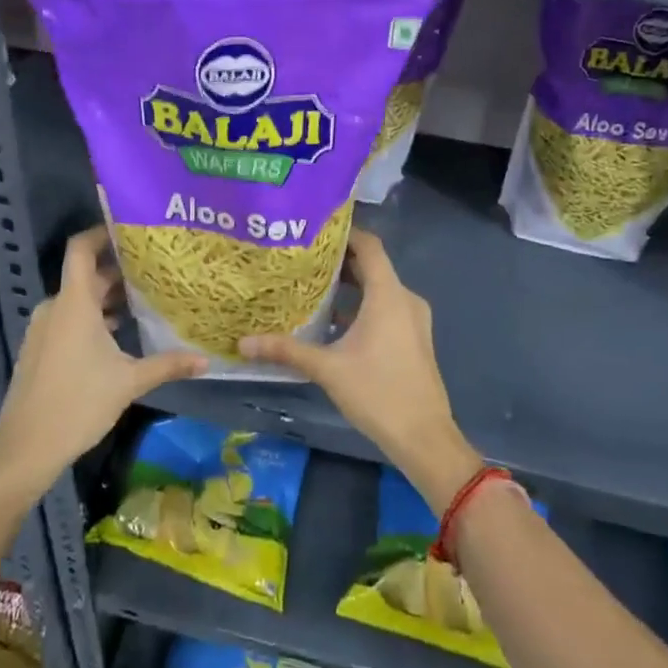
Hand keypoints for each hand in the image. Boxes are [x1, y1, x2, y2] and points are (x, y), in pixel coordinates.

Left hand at [0, 227, 204, 500]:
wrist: (26, 449)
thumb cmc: (79, 404)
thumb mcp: (129, 382)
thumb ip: (168, 365)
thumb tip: (206, 360)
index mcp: (73, 303)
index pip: (81, 249)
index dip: (101, 232)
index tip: (130, 229)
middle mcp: (55, 308)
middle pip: (87, 276)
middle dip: (119, 271)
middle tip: (155, 269)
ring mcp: (44, 329)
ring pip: (79, 300)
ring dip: (107, 298)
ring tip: (144, 300)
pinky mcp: (40, 349)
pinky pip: (69, 319)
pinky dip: (93, 318)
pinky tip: (119, 334)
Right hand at [241, 230, 479, 509]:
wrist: (424, 436)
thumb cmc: (378, 392)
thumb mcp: (327, 369)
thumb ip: (286, 351)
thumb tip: (243, 343)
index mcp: (388, 295)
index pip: (369, 246)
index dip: (345, 233)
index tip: (314, 230)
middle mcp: (405, 299)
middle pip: (372, 266)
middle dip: (339, 261)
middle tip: (303, 258)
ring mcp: (413, 320)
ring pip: (379, 289)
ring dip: (350, 286)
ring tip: (312, 286)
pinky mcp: (413, 338)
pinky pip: (386, 308)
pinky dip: (362, 307)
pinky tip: (333, 322)